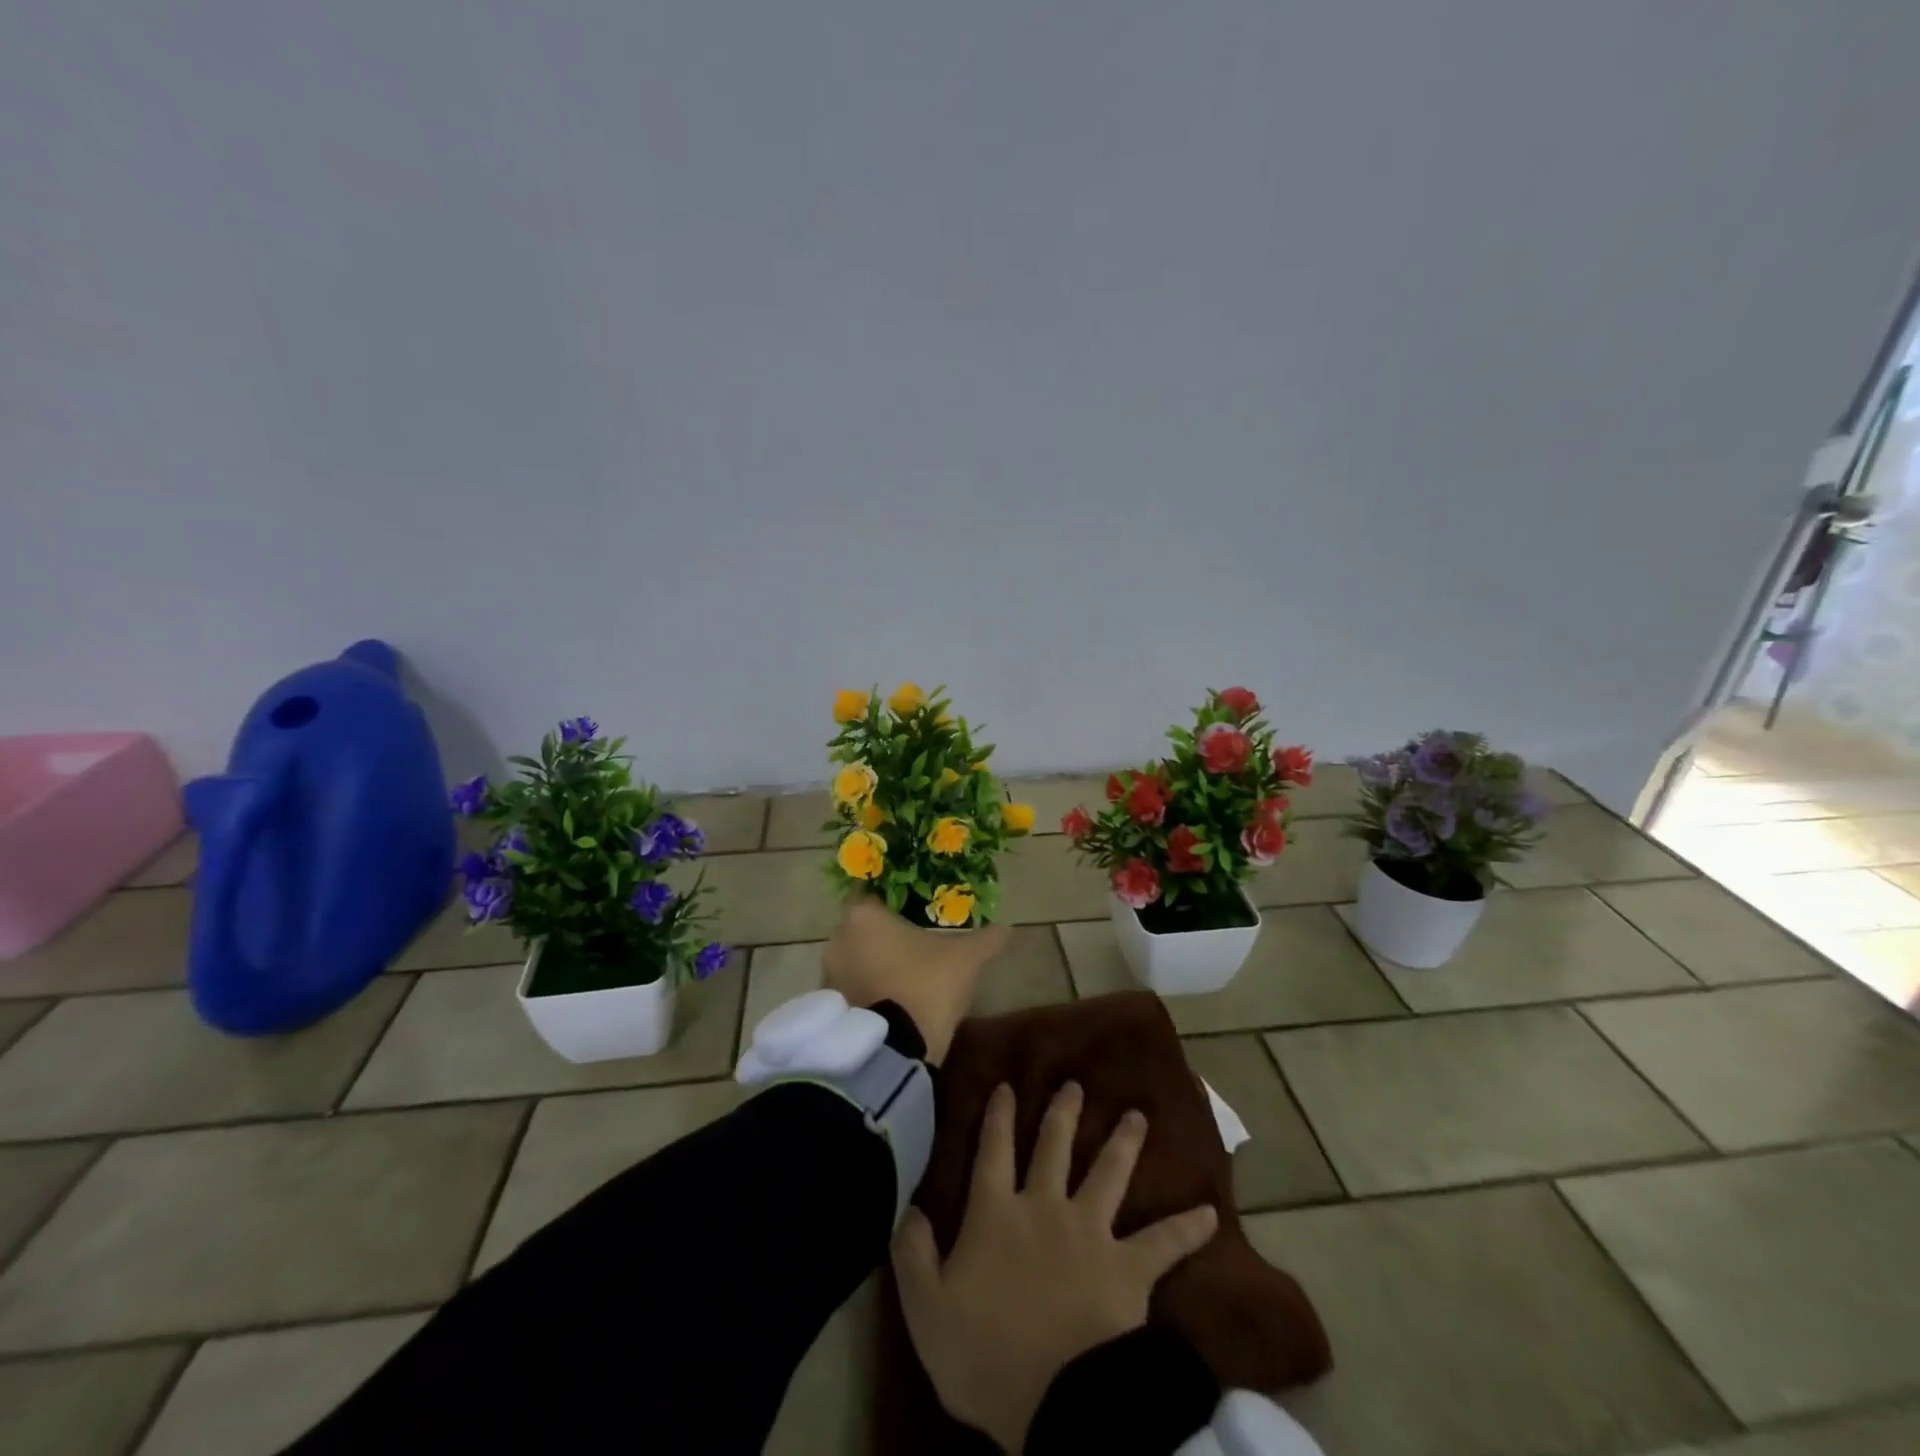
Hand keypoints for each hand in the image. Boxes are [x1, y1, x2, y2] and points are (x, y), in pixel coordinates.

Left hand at [820, 896, 1009, 1063]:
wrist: (893, 1052)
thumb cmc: (926, 986)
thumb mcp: (967, 959)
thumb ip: (987, 939)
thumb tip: (1008, 928)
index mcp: (864, 915)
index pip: (872, 892)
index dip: (893, 899)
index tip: (913, 908)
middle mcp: (837, 939)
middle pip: (862, 927)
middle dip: (884, 933)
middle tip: (914, 941)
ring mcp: (828, 975)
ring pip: (854, 958)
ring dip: (873, 963)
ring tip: (904, 974)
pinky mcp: (830, 1008)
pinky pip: (849, 987)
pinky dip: (866, 989)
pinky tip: (891, 1000)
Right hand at [893, 1083, 1219, 1452]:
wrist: (1059, 1402)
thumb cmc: (986, 1354)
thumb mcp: (927, 1309)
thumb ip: (914, 1254)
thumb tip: (909, 1206)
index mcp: (997, 1214)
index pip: (993, 1151)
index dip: (998, 1116)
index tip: (1005, 1084)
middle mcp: (1045, 1207)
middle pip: (1053, 1147)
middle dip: (1063, 1113)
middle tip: (1076, 1084)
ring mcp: (1092, 1232)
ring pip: (1109, 1174)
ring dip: (1124, 1143)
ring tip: (1138, 1116)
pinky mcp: (1129, 1268)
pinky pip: (1163, 1243)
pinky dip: (1187, 1229)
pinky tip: (1210, 1213)